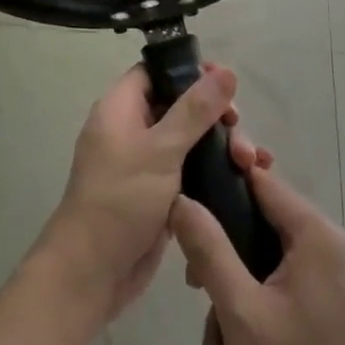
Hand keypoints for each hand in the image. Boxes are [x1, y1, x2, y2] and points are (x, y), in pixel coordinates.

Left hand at [39, 63, 261, 321]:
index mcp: (120, 109)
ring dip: (221, 147)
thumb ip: (195, 111)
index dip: (189, 72)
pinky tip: (246, 180)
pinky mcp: (158, 194)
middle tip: (240, 132)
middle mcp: (131, 130)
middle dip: (215, 117)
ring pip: (189, 141)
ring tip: (252, 163)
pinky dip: (214, 172)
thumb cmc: (121, 200)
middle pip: (179, 106)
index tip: (225, 85)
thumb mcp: (161, 150)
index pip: (156, 72)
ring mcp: (144, 164)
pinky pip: (190, 171)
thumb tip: (225, 71)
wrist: (91, 273)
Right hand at [172, 164, 344, 344]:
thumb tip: (180, 198)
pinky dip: (248, 335)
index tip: (183, 201)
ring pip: (255, 273)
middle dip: (219, 276)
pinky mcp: (318, 308)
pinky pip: (270, 299)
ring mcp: (323, 280)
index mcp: (315, 234)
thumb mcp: (239, 311)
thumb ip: (208, 248)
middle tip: (196, 298)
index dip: (219, 181)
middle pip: (251, 231)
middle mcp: (324, 247)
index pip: (259, 179)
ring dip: (229, 320)